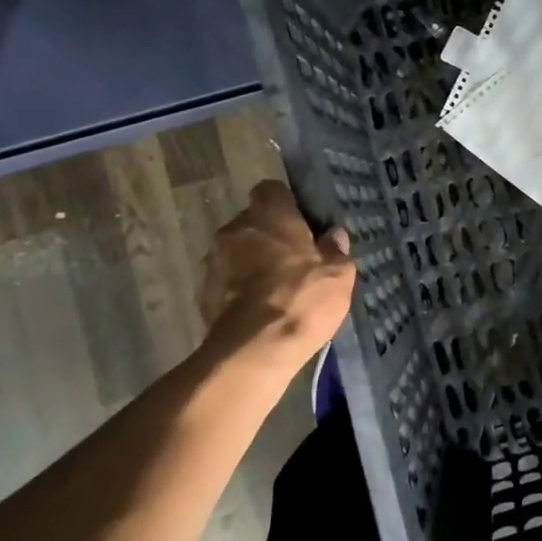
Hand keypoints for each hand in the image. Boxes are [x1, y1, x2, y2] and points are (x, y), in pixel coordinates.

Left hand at [198, 180, 354, 368]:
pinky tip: (259, 309)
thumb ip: (336, 251)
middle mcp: (236, 229)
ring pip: (237, 250)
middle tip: (294, 258)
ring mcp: (214, 260)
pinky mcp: (203, 292)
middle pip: (253, 221)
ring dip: (253, 262)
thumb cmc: (302, 299)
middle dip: (270, 235)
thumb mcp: (338, 275)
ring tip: (276, 287)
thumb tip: (335, 236)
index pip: (272, 190)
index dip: (287, 204)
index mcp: (269, 215)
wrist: (253, 350)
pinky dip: (240, 288)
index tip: (302, 223)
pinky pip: (227, 280)